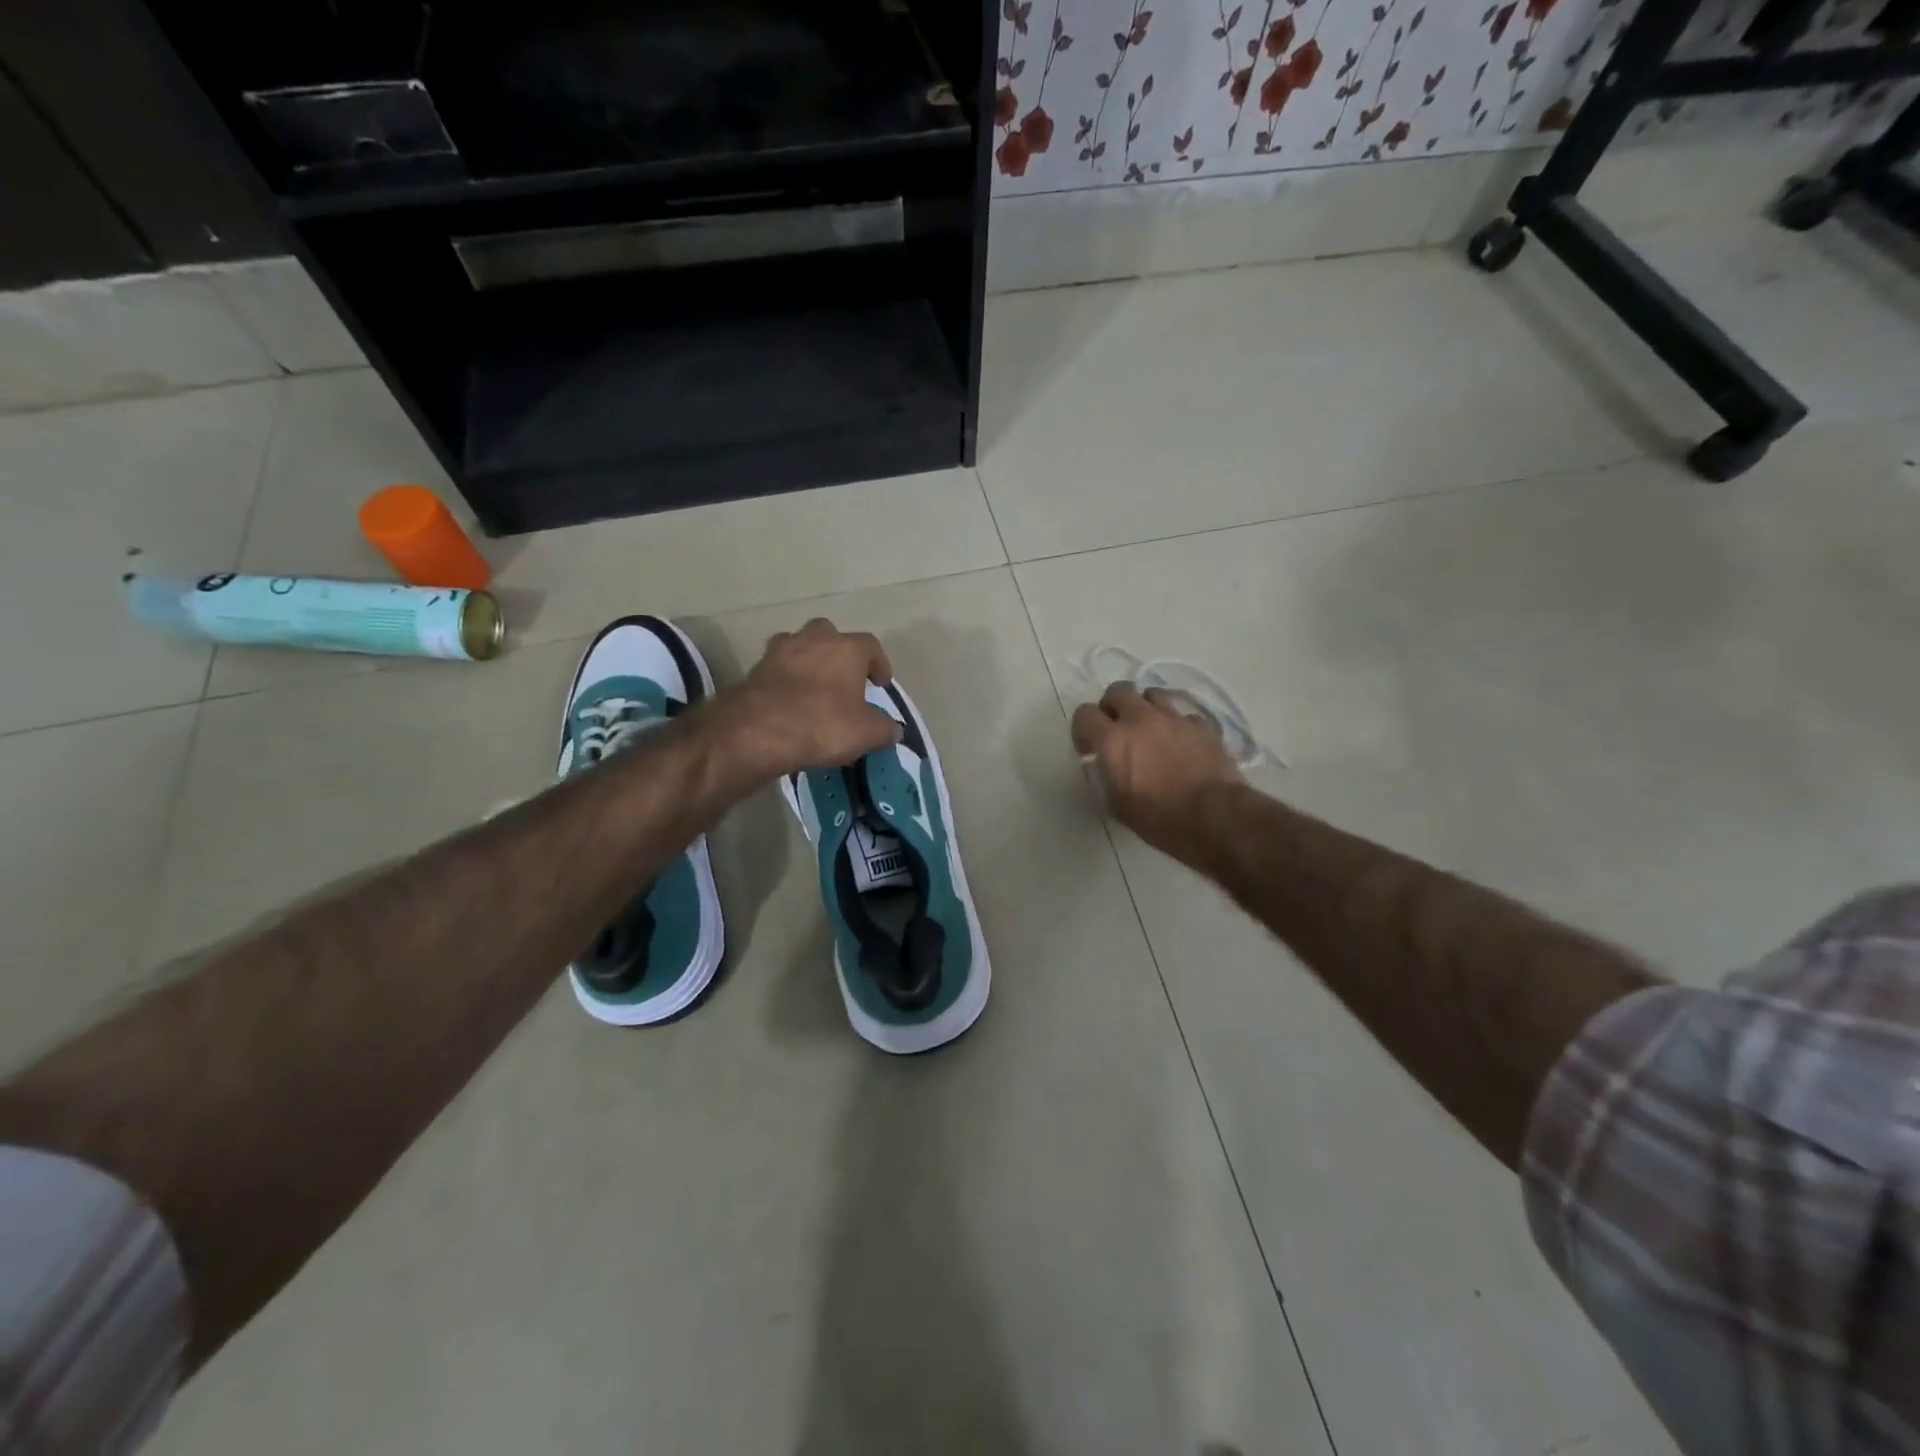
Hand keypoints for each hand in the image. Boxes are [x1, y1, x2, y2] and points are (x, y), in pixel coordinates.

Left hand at [710, 618, 900, 781]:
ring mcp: (779, 651)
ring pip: (798, 646)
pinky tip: (789, 700)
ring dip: (808, 661)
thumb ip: (884, 729)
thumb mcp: (866, 734)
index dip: (879, 664)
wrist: (759, 731)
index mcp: (846, 648)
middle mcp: (813, 639)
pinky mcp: (754, 669)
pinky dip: (785, 680)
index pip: (871, 646)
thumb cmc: (823, 724)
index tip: (881, 683)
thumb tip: (894, 729)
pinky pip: (777, 669)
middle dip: (838, 652)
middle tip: (844, 677)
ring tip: (814, 686)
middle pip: (830, 635)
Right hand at [1071, 683, 1243, 868]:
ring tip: (1150, 729)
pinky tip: (1181, 743)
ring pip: (1152, 694)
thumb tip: (1110, 767)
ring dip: (1145, 707)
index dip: (1082, 730)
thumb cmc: (1159, 818)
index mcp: (1113, 740)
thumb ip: (1108, 776)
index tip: (1090, 749)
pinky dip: (1177, 725)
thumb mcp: (1118, 805)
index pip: (1084, 714)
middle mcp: (1140, 719)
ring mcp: (1174, 718)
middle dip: (1112, 706)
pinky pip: (1183, 715)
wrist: (1214, 816)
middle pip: (1118, 690)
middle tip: (1117, 729)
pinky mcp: (1202, 725)